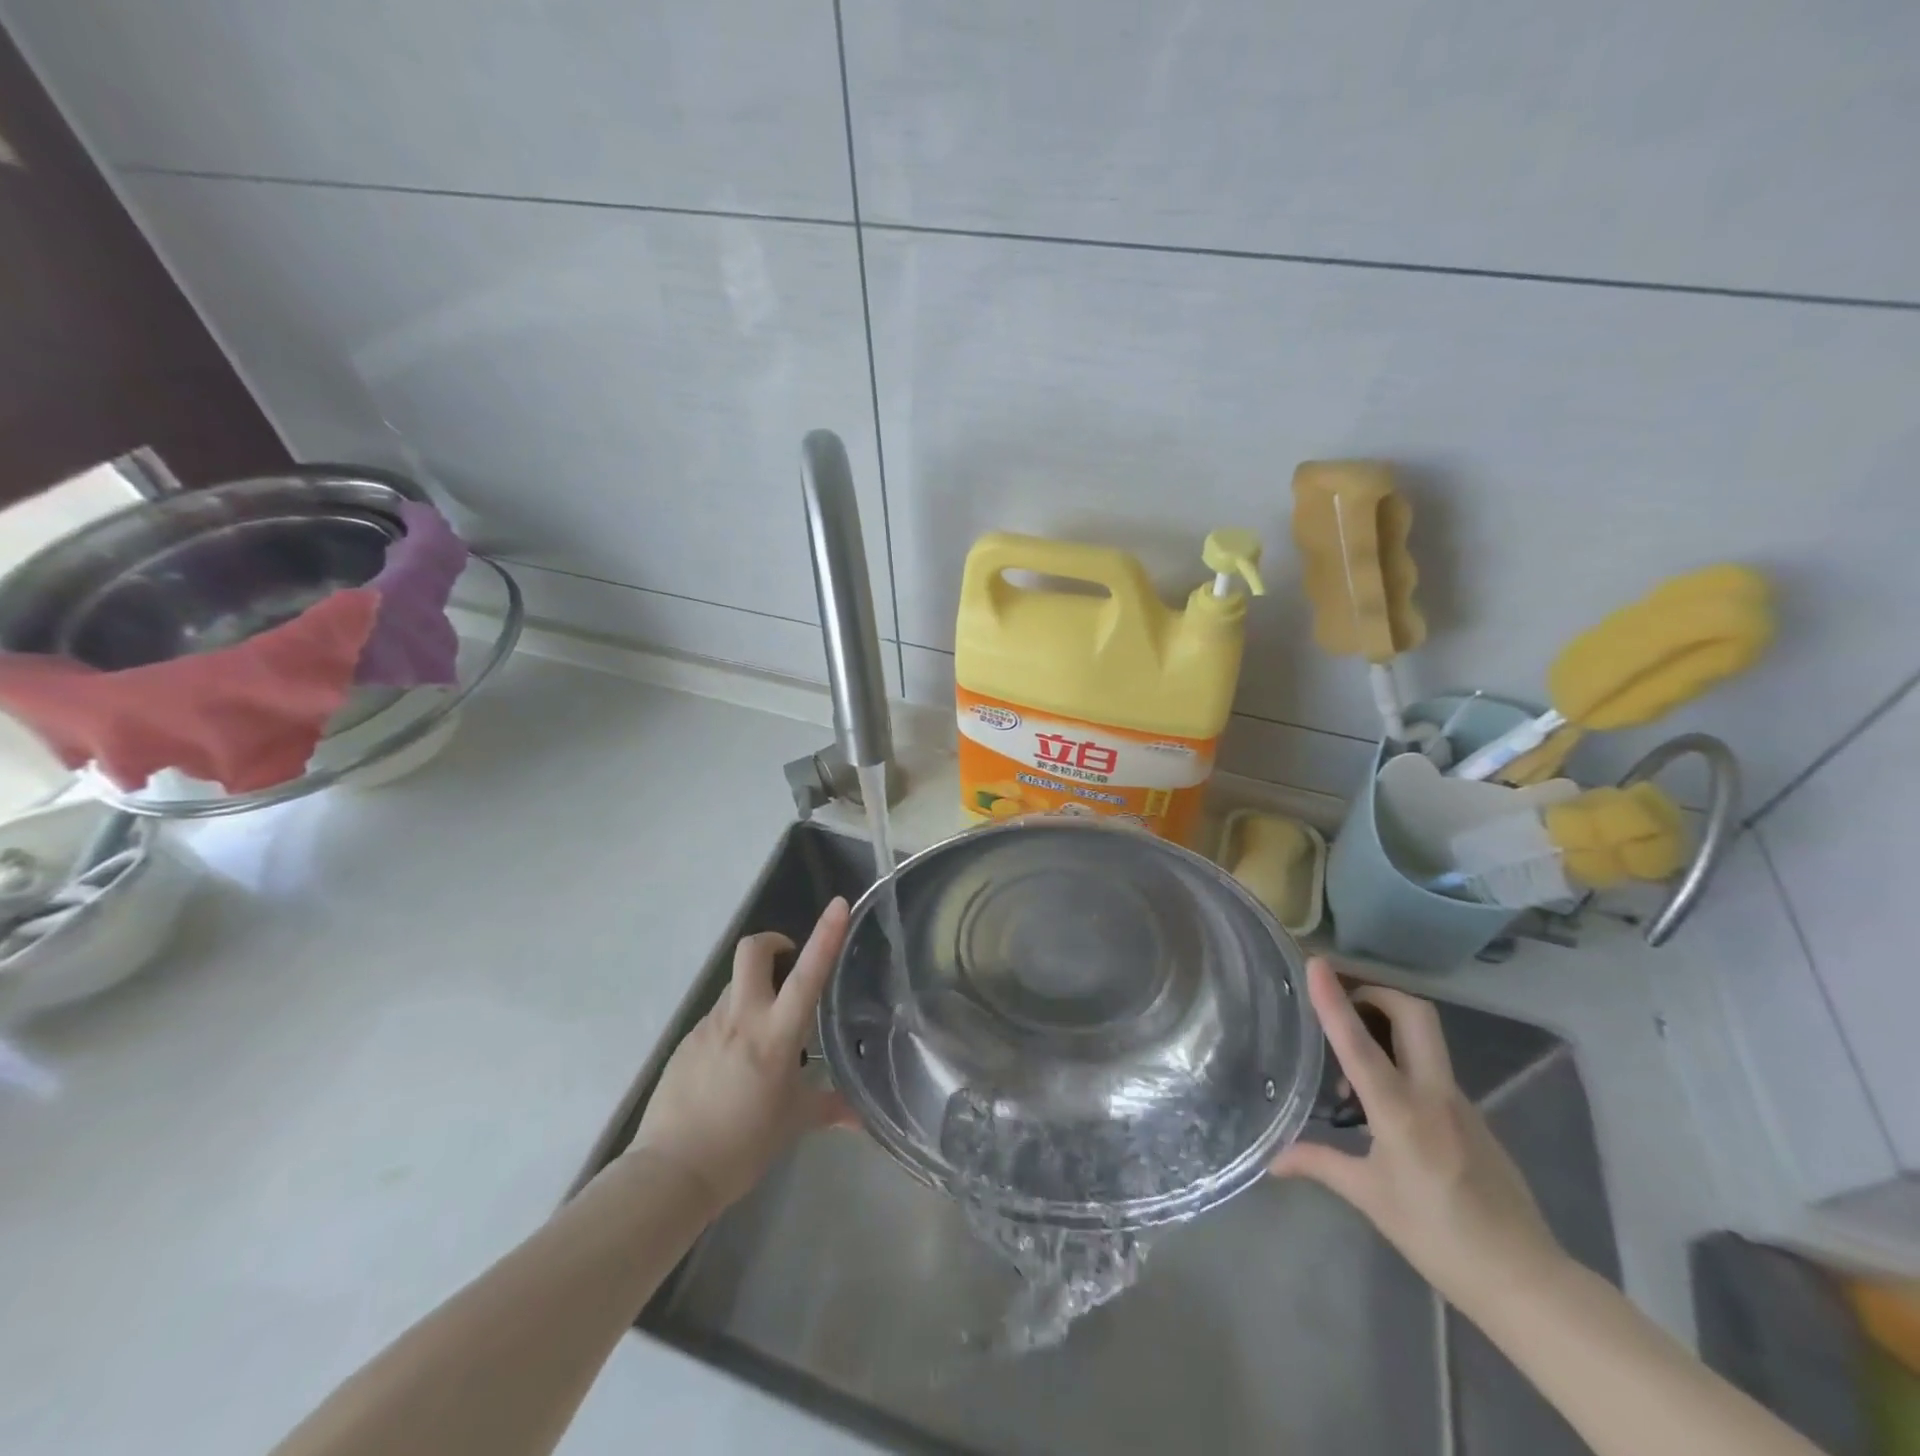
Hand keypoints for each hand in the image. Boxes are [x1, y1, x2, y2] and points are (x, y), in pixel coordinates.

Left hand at [628, 898, 851, 1216]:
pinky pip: (718, 1018)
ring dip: (755, 993)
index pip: (806, 975)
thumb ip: (829, 1108)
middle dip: (773, 943)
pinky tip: (736, 1066)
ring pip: (736, 986)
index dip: (825, 936)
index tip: (839, 904)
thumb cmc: (742, 1146)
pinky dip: (734, 1026)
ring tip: (766, 1038)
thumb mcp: (793, 1124)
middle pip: (752, 951)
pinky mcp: (687, 1041)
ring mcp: (708, 1026)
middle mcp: (741, 1018)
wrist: (669, 1172)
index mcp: (775, 1035)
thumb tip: (862, 1118)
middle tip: (789, 965)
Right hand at [1270, 959, 1565, 1315]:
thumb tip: (1272, 1159)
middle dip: (1377, 993)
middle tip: (1344, 1004)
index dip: (1334, 1001)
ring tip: (1352, 1068)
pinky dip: (1404, 1064)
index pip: (1360, 1044)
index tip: (1316, 964)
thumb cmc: (1439, 1238)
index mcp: (1401, 1113)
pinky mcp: (1474, 1115)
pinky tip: (1384, 1104)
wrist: (1526, 1280)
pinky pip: (1433, 1069)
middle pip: (1414, 1015)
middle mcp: (1434, 1095)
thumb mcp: (1371, 1199)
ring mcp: (1460, 1102)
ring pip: (1425, 1039)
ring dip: (1388, 1028)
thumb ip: (1320, 1164)